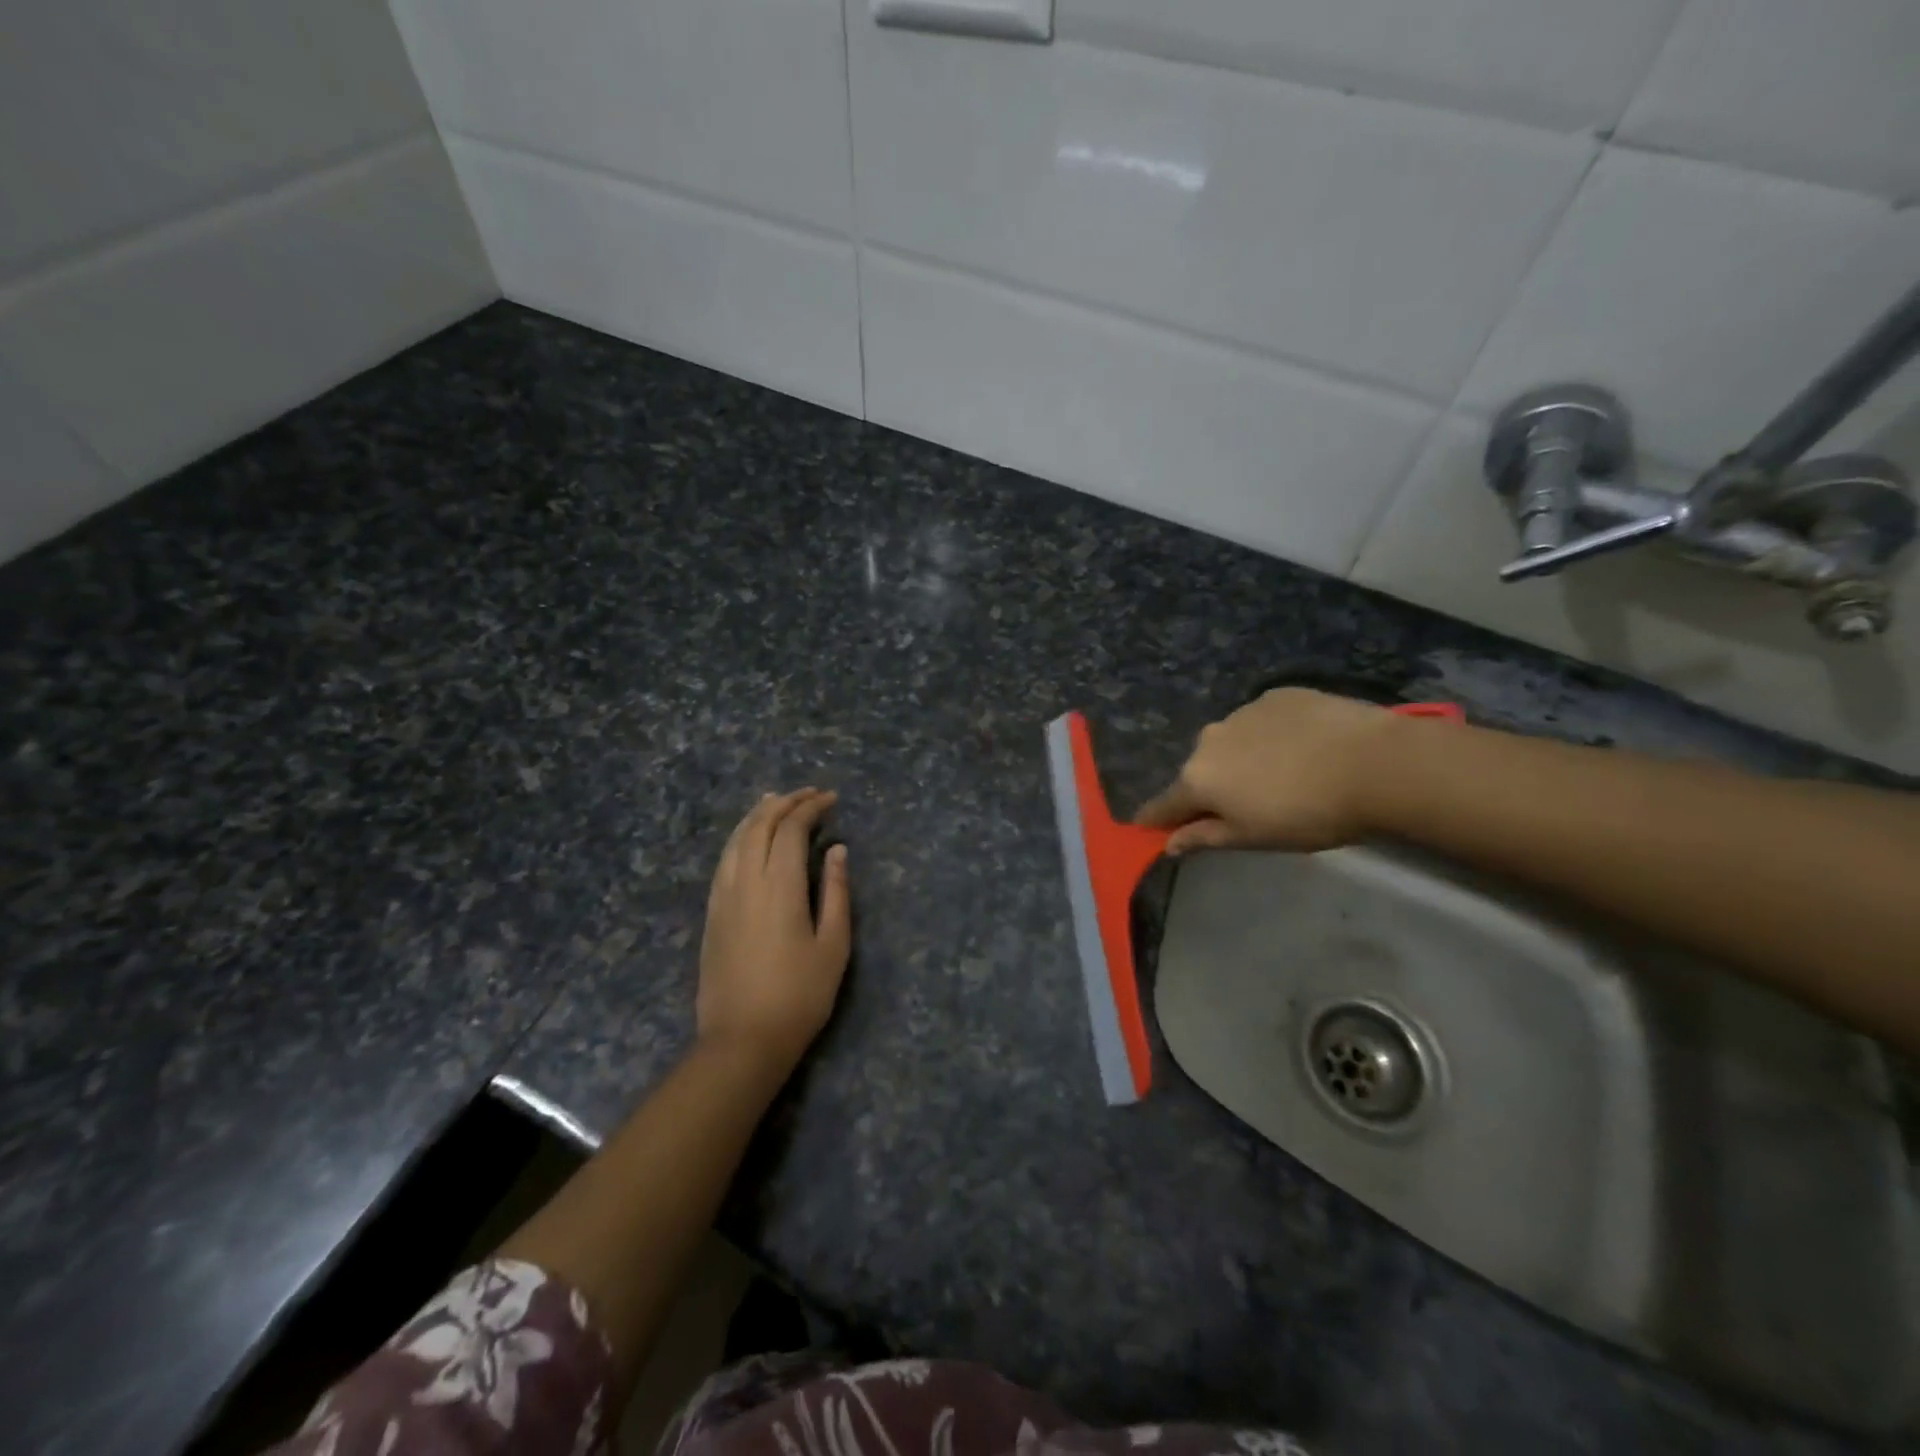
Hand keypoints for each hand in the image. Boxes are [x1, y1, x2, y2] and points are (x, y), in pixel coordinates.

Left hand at [696, 789, 851, 1073]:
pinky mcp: (712, 912)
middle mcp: (746, 881)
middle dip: (785, 803)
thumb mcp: (833, 945)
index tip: (831, 799)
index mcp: (780, 886)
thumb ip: (837, 892)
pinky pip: (724, 860)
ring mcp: (723, 896)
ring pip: (736, 839)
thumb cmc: (800, 995)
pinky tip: (749, 839)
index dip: (811, 808)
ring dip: (758, 814)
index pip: (791, 829)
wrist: (742, 1040)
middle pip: (760, 825)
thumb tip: (838, 850)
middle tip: (809, 794)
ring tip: (776, 801)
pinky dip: (739, 837)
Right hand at [1135, 688, 1401, 853]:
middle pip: (1200, 770)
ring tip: (1285, 774)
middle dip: (1214, 787)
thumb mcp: (1254, 837)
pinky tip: (1305, 748)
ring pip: (1231, 742)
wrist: (1374, 763)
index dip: (1158, 819)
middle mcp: (1209, 739)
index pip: (1164, 804)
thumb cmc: (1308, 814)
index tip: (1152, 828)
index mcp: (1197, 778)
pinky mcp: (1276, 695)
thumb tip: (1168, 843)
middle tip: (1250, 807)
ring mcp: (1242, 711)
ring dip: (1243, 758)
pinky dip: (1272, 735)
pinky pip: (1262, 721)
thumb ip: (1205, 837)